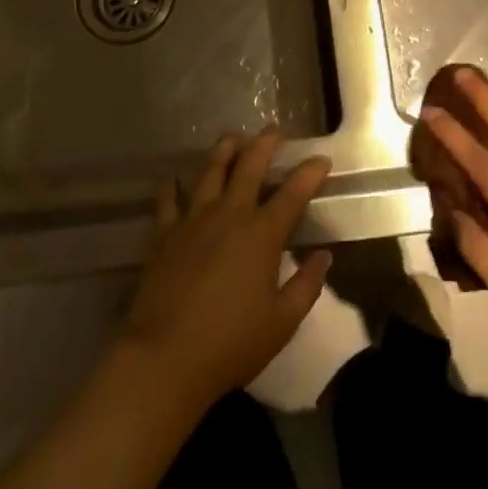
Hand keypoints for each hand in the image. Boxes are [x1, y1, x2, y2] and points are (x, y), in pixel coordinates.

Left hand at [120, 132, 331, 411]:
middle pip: (249, 166)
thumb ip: (306, 286)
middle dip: (264, 144)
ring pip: (210, 171)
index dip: (310, 173)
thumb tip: (323, 256)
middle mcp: (229, 215)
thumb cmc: (230, 344)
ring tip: (231, 137)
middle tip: (274, 130)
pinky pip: (167, 200)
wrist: (165, 358)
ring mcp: (192, 220)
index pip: (293, 193)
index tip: (322, 159)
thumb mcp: (281, 323)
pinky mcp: (163, 234)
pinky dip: (171, 186)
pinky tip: (173, 177)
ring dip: (223, 151)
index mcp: (262, 234)